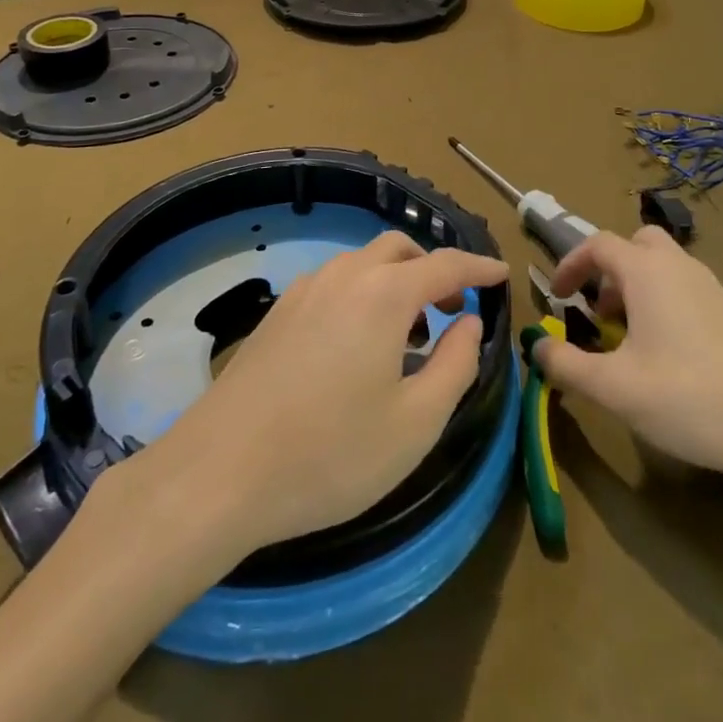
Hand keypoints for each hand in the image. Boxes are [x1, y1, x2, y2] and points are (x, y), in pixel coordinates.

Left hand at [148, 231, 508, 554]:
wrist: (220, 471)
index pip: (445, 265)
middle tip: (452, 312)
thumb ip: (456, 365)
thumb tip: (469, 324)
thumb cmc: (330, 452)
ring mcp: (305, 290)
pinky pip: (335, 282)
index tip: (502, 274)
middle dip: (434, 270)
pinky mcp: (278, 312)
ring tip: (408, 333)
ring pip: (363, 263)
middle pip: (400, 250)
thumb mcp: (416, 423)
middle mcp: (345, 276)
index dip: (478, 268)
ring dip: (396, 281)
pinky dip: (363, 293)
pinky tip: (358, 343)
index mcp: (385, 294)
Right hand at [529, 227, 722, 490]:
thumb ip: (567, 365)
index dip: (571, 264)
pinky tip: (668, 354)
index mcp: (647, 272)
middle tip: (599, 309)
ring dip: (636, 286)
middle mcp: (679, 266)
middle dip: (609, 268)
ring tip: (628, 337)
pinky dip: (664, 301)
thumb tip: (537, 346)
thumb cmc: (689, 398)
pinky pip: (686, 287)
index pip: (598, 244)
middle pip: (637, 243)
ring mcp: (711, 286)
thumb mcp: (615, 388)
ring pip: (664, 265)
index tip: (558, 296)